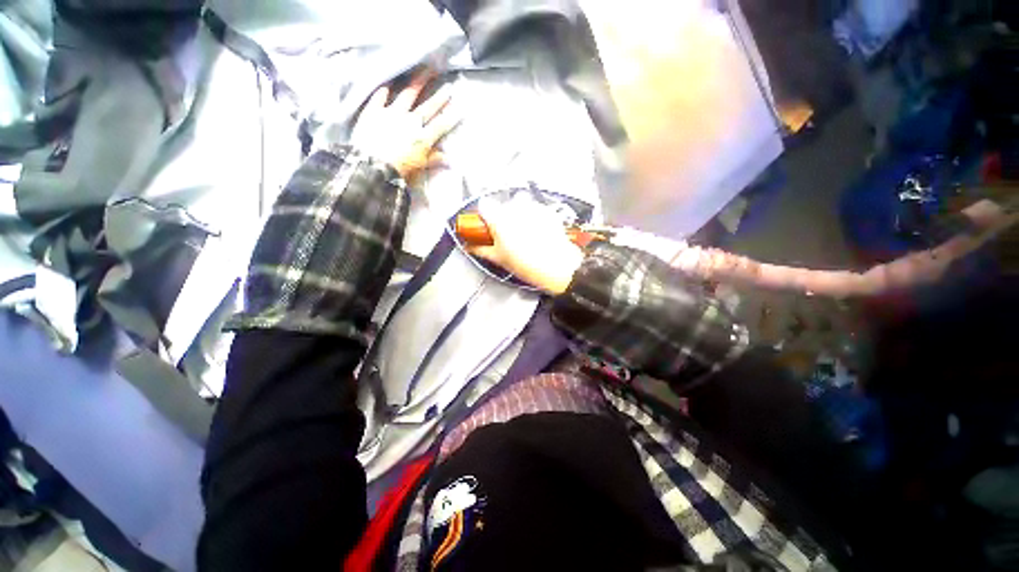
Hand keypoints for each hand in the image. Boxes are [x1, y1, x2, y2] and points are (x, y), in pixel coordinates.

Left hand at [351, 71, 458, 181]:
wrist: (370, 165)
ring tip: (425, 71)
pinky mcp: (374, 111)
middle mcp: (410, 122)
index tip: (460, 107)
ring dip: (418, 83)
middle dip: (440, 97)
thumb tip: (449, 160)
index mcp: (422, 138)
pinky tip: (388, 83)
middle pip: (428, 107)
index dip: (451, 116)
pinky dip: (384, 90)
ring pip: (407, 94)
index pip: (441, 125)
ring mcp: (391, 113)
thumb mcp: (419, 167)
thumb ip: (434, 160)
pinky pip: (379, 97)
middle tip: (448, 86)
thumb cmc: (398, 170)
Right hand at [467, 198, 585, 294]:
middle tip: (507, 234)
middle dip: (503, 216)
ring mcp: (533, 207)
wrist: (558, 267)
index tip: (487, 225)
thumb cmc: (526, 264)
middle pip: (503, 205)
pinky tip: (538, 232)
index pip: (484, 205)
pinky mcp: (547, 210)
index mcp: (499, 218)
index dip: (484, 215)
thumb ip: (481, 249)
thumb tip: (469, 246)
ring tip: (524, 233)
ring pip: (520, 204)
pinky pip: (536, 209)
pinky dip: (534, 217)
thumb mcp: (499, 259)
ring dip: (519, 214)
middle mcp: (515, 207)